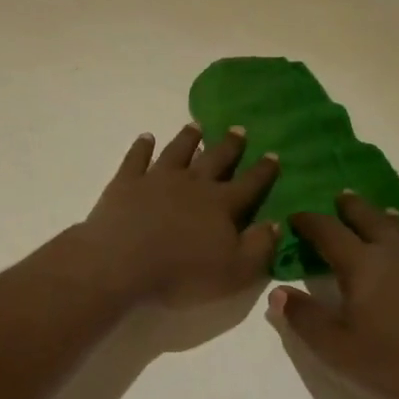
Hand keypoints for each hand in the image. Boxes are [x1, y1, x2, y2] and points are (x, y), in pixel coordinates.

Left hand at [74, 124, 279, 307]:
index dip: (263, 171)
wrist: (122, 264)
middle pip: (215, 159)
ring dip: (188, 138)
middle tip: (239, 128)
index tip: (274, 154)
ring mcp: (157, 179)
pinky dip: (142, 146)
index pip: (249, 184)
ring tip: (196, 125)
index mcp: (221, 205)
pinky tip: (146, 137)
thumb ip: (259, 247)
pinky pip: (136, 158)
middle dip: (229, 145)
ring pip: (177, 151)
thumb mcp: (235, 272)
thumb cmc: (182, 274)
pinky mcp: (126, 182)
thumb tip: (276, 224)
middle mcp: (192, 184)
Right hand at [268, 193, 398, 398]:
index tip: (296, 215)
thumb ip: (305, 319)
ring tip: (380, 215)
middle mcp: (397, 250)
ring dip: (386, 218)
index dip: (309, 221)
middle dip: (350, 207)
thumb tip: (277, 292)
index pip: (327, 231)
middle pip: (369, 217)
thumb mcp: (340, 351)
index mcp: (362, 264)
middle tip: (340, 198)